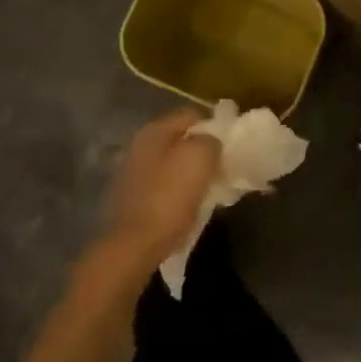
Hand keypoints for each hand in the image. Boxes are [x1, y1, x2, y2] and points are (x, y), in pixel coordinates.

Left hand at [100, 110, 221, 267]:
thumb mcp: (201, 158)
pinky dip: (175, 192)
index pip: (192, 115)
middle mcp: (140, 144)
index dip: (215, 127)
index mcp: (155, 129)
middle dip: (201, 152)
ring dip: (188, 174)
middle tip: (220, 169)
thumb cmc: (170, 196)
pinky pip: (161, 186)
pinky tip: (187, 207)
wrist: (133, 246)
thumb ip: (211, 140)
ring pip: (171, 164)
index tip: (230, 146)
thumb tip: (211, 141)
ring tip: (207, 191)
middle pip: (180, 140)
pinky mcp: (130, 198)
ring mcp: (132, 172)